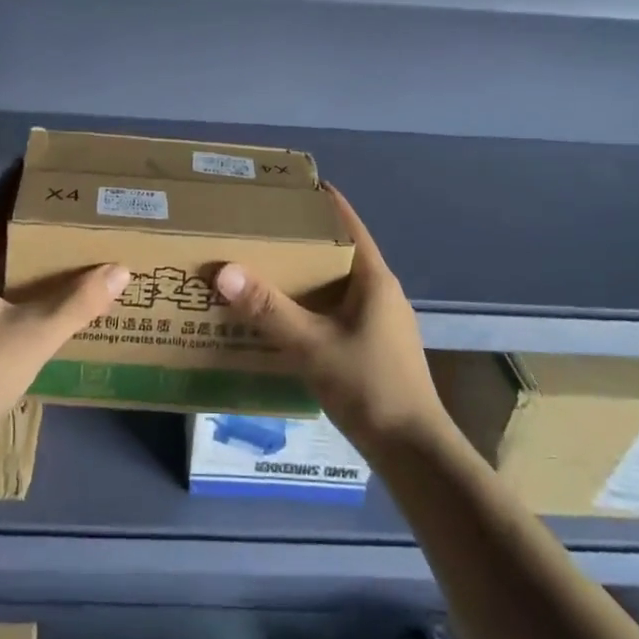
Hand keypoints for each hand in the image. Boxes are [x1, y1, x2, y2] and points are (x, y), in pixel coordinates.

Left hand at [0, 170, 128, 431]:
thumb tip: (119, 269)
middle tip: (67, 206)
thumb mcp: (34, 333)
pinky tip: (47, 298)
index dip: (13, 187)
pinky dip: (23, 287)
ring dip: (26, 256)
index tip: (39, 165)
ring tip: (64, 245)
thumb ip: (78, 302)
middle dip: (27, 220)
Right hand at [215, 185, 446, 451]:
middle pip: (338, 251)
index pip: (348, 224)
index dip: (321, 200)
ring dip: (304, 274)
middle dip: (301, 239)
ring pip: (335, 284)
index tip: (287, 186)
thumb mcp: (312, 345)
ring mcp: (379, 321)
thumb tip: (224, 270)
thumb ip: (268, 309)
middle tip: (259, 228)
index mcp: (374, 279)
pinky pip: (336, 310)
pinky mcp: (373, 346)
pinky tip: (282, 315)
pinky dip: (309, 304)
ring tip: (262, 266)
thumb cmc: (369, 387)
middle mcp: (380, 292)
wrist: (414, 453)